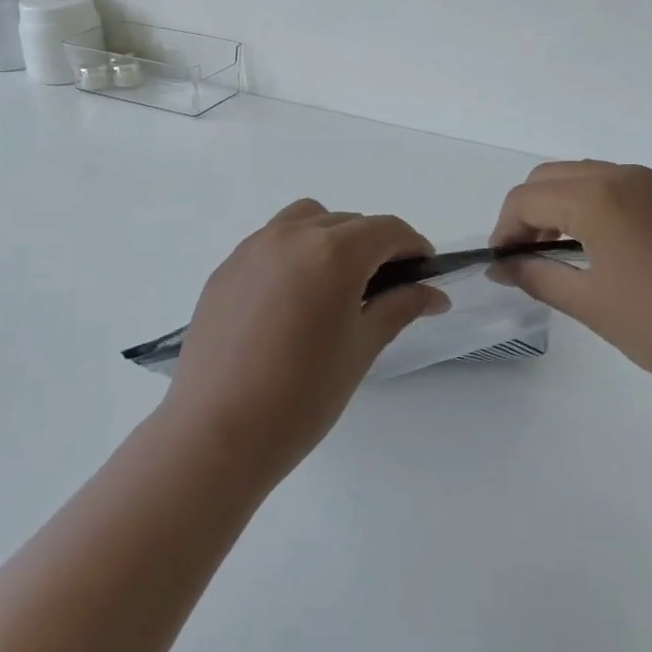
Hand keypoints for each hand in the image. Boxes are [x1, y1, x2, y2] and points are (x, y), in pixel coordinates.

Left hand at [161, 199, 449, 481]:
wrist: (216, 431)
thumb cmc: (302, 395)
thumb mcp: (361, 348)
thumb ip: (400, 308)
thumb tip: (434, 294)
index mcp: (333, 252)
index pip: (387, 229)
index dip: (413, 245)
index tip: (424, 272)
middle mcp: (292, 235)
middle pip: (348, 222)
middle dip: (375, 245)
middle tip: (386, 288)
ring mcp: (253, 247)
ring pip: (306, 220)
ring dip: (332, 237)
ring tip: (336, 283)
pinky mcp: (227, 267)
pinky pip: (271, 240)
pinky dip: (295, 251)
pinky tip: (293, 298)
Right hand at [490, 161, 651, 402]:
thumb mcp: (592, 305)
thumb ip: (538, 277)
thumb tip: (502, 266)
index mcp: (596, 196)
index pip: (526, 198)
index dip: (504, 229)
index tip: (502, 264)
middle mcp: (623, 177)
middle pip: (552, 177)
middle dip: (528, 212)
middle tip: (525, 257)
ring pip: (586, 178)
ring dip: (560, 207)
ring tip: (560, 255)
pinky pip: (619, 190)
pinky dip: (594, 208)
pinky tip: (605, 252)